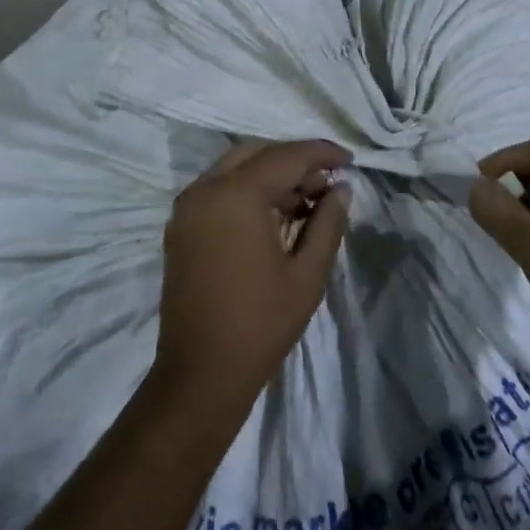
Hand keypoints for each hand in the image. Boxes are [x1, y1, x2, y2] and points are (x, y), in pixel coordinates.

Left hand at [154, 140, 352, 413]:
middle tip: (326, 183)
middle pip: (257, 153)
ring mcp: (188, 207)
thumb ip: (327, 223)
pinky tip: (274, 215)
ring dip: (270, 174)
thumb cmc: (259, 325)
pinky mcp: (180, 226)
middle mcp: (206, 189)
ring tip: (306, 201)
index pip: (285, 156)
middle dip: (294, 161)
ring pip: (235, 168)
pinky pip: (218, 189)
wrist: (199, 376)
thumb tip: (342, 188)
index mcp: (236, 194)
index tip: (348, 160)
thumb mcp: (306, 275)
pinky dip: (247, 189)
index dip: (320, 153)